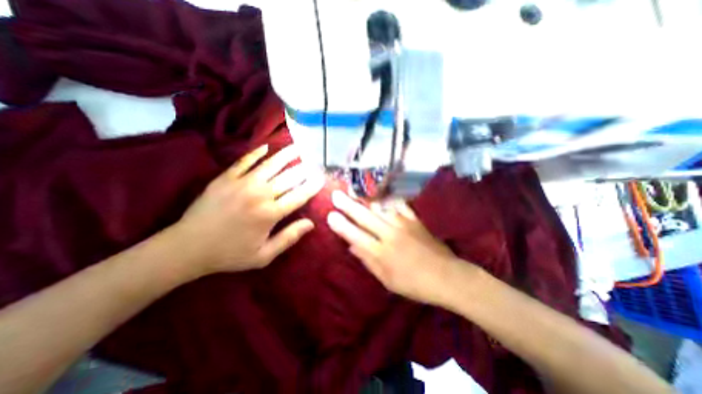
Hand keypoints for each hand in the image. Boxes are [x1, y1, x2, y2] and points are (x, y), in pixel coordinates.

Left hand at [171, 144, 324, 276]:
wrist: (187, 248)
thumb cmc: (230, 254)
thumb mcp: (263, 255)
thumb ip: (289, 238)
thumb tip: (311, 223)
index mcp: (270, 214)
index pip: (299, 196)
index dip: (313, 186)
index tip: (322, 178)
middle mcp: (260, 195)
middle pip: (288, 177)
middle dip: (304, 169)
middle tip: (314, 162)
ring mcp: (241, 183)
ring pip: (270, 165)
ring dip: (285, 155)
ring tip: (297, 148)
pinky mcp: (225, 178)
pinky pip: (244, 161)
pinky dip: (256, 153)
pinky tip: (266, 147)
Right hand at [327, 189, 470, 305]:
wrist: (446, 276)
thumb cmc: (414, 284)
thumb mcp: (387, 280)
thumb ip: (368, 261)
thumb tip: (352, 247)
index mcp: (382, 253)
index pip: (356, 236)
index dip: (342, 226)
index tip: (330, 216)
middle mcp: (390, 235)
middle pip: (365, 218)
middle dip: (348, 206)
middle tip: (336, 195)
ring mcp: (403, 225)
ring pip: (380, 208)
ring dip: (364, 198)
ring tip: (354, 189)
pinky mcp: (415, 220)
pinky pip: (399, 205)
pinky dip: (388, 197)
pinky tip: (379, 191)